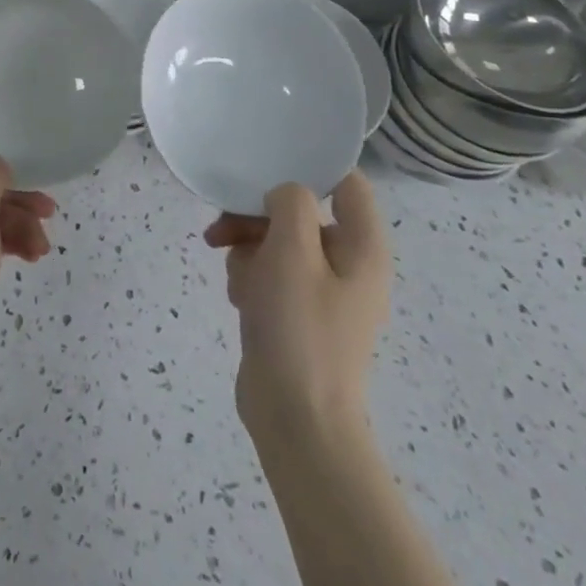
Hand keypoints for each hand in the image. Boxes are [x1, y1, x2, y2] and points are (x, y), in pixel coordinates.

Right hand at [204, 171, 389, 446]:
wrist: (295, 418)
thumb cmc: (298, 328)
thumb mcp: (291, 252)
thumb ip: (290, 205)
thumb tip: (284, 194)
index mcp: (363, 248)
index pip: (346, 183)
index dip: (309, 168)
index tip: (264, 167)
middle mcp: (349, 265)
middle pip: (300, 213)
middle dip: (258, 217)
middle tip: (222, 228)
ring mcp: (323, 292)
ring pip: (278, 242)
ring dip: (248, 249)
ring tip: (235, 277)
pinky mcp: (298, 313)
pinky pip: (271, 274)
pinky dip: (251, 277)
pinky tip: (239, 298)